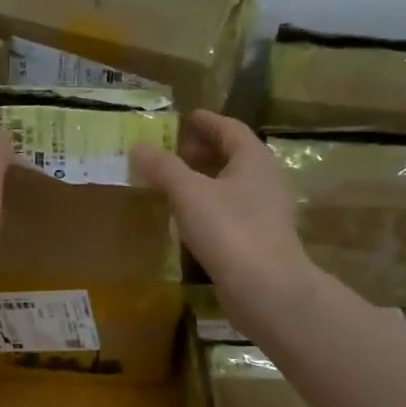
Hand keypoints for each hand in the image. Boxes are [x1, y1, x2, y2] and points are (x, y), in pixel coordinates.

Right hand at [131, 111, 315, 302]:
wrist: (266, 288)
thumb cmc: (229, 230)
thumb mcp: (189, 193)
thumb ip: (163, 168)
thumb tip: (139, 146)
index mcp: (253, 159)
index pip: (229, 128)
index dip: (205, 121)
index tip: (183, 118)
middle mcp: (264, 179)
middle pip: (232, 154)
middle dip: (202, 149)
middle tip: (171, 151)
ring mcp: (264, 210)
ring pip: (230, 183)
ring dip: (203, 178)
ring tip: (172, 182)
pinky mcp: (257, 237)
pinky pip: (229, 209)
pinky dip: (207, 204)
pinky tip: (186, 216)